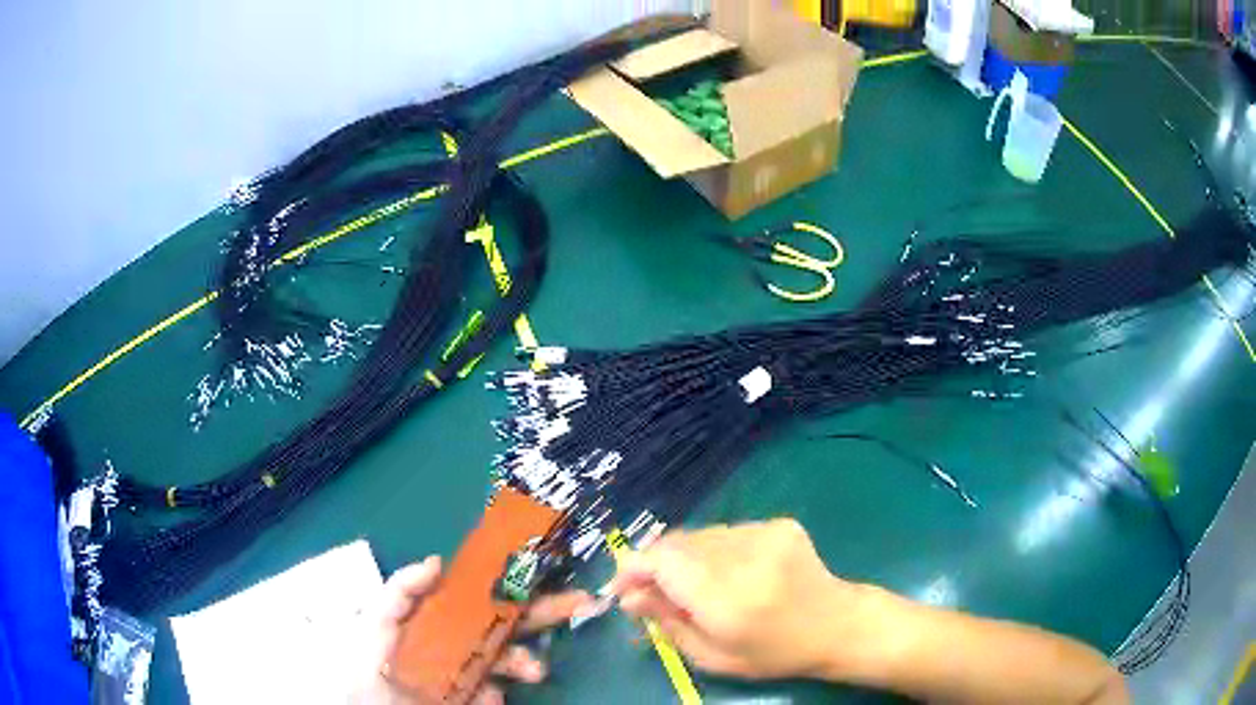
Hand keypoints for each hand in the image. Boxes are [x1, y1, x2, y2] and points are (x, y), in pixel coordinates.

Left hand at [355, 556, 592, 703]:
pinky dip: (495, 695)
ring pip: (511, 661)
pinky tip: (485, 697)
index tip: (544, 567)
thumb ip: (403, 588)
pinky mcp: (473, 698)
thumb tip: (438, 560)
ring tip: (533, 670)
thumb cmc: (369, 655)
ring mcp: (471, 672)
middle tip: (581, 603)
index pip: (484, 593)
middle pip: (510, 623)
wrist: (369, 704)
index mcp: (443, 614)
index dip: (514, 581)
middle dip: (546, 612)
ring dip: (527, 661)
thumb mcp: (378, 616)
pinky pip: (494, 695)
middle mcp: (463, 640)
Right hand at [609, 519, 873, 680]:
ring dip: (685, 558)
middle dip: (656, 565)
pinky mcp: (779, 524)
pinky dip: (714, 551)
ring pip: (700, 535)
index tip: (622, 587)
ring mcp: (766, 534)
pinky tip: (729, 573)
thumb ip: (667, 623)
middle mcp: (746, 557)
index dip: (634, 567)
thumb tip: (629, 596)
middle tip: (655, 592)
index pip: (664, 560)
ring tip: (696, 586)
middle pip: (677, 543)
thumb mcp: (712, 656)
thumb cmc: (773, 653)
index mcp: (729, 598)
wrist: (837, 625)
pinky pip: (726, 532)